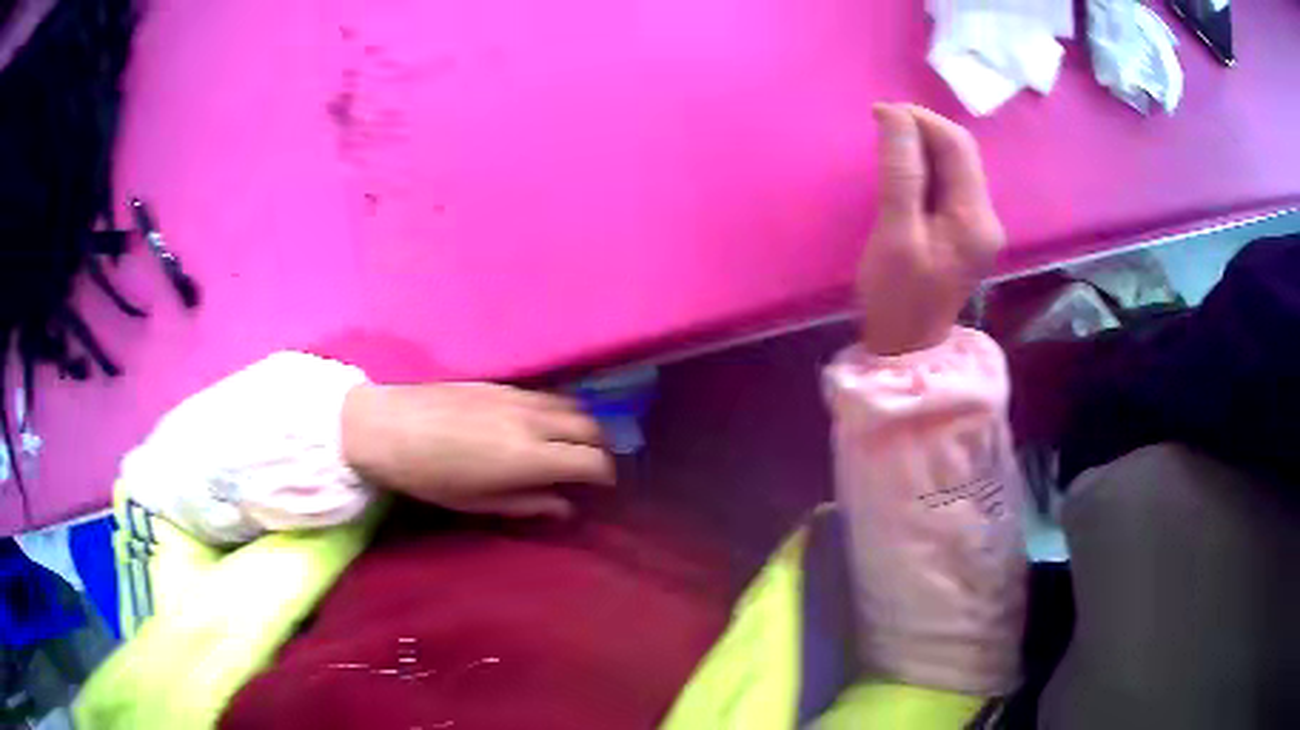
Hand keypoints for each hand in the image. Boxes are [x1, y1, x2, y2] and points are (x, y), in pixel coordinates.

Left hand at [340, 382, 613, 518]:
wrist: (387, 427)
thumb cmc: (429, 476)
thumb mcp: (477, 502)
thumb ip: (528, 503)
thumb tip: (564, 506)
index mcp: (528, 457)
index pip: (591, 460)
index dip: (605, 474)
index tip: (602, 485)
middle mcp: (532, 421)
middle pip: (589, 426)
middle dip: (599, 447)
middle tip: (592, 465)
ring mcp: (517, 396)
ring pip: (571, 405)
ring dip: (581, 424)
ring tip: (573, 442)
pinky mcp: (501, 383)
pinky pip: (545, 394)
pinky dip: (558, 409)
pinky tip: (543, 422)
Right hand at [858, 104, 1004, 354]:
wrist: (906, 348)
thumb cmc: (897, 296)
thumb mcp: (895, 232)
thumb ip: (900, 171)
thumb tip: (894, 115)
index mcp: (975, 217)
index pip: (957, 145)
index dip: (921, 120)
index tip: (880, 113)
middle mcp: (987, 217)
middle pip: (961, 153)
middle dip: (923, 131)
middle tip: (881, 126)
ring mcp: (979, 226)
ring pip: (956, 167)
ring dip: (924, 148)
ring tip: (888, 146)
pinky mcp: (966, 233)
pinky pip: (950, 186)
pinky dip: (927, 169)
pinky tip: (905, 172)